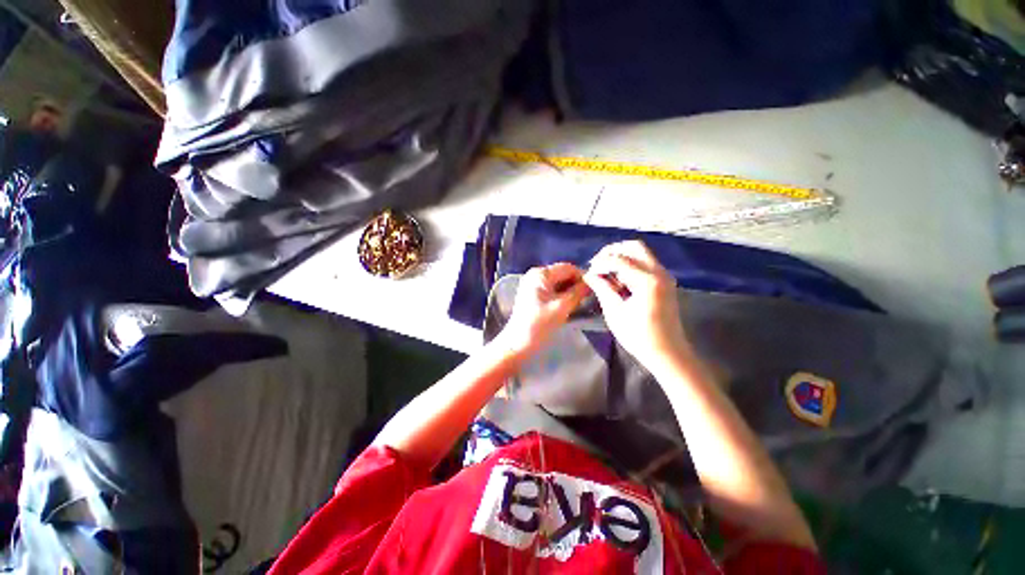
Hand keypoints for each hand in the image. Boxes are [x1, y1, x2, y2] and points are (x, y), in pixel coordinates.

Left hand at [498, 262, 590, 356]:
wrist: (518, 343)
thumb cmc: (540, 324)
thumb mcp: (562, 307)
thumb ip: (578, 292)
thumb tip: (592, 282)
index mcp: (541, 274)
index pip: (568, 268)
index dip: (583, 276)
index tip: (595, 288)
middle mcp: (535, 274)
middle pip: (562, 274)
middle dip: (576, 284)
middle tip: (589, 297)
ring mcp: (532, 284)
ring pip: (558, 282)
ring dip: (570, 291)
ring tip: (581, 303)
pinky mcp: (532, 294)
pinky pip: (551, 289)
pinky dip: (561, 295)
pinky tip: (569, 306)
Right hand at [583, 241, 690, 366]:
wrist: (668, 353)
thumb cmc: (639, 336)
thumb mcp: (615, 312)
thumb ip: (602, 288)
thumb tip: (588, 274)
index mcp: (647, 281)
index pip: (619, 259)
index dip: (601, 263)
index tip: (588, 272)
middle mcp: (659, 272)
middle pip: (634, 247)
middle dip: (612, 251)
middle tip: (597, 264)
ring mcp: (664, 276)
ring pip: (641, 253)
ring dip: (621, 257)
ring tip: (605, 272)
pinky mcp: (664, 282)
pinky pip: (645, 263)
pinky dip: (629, 265)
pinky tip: (618, 279)